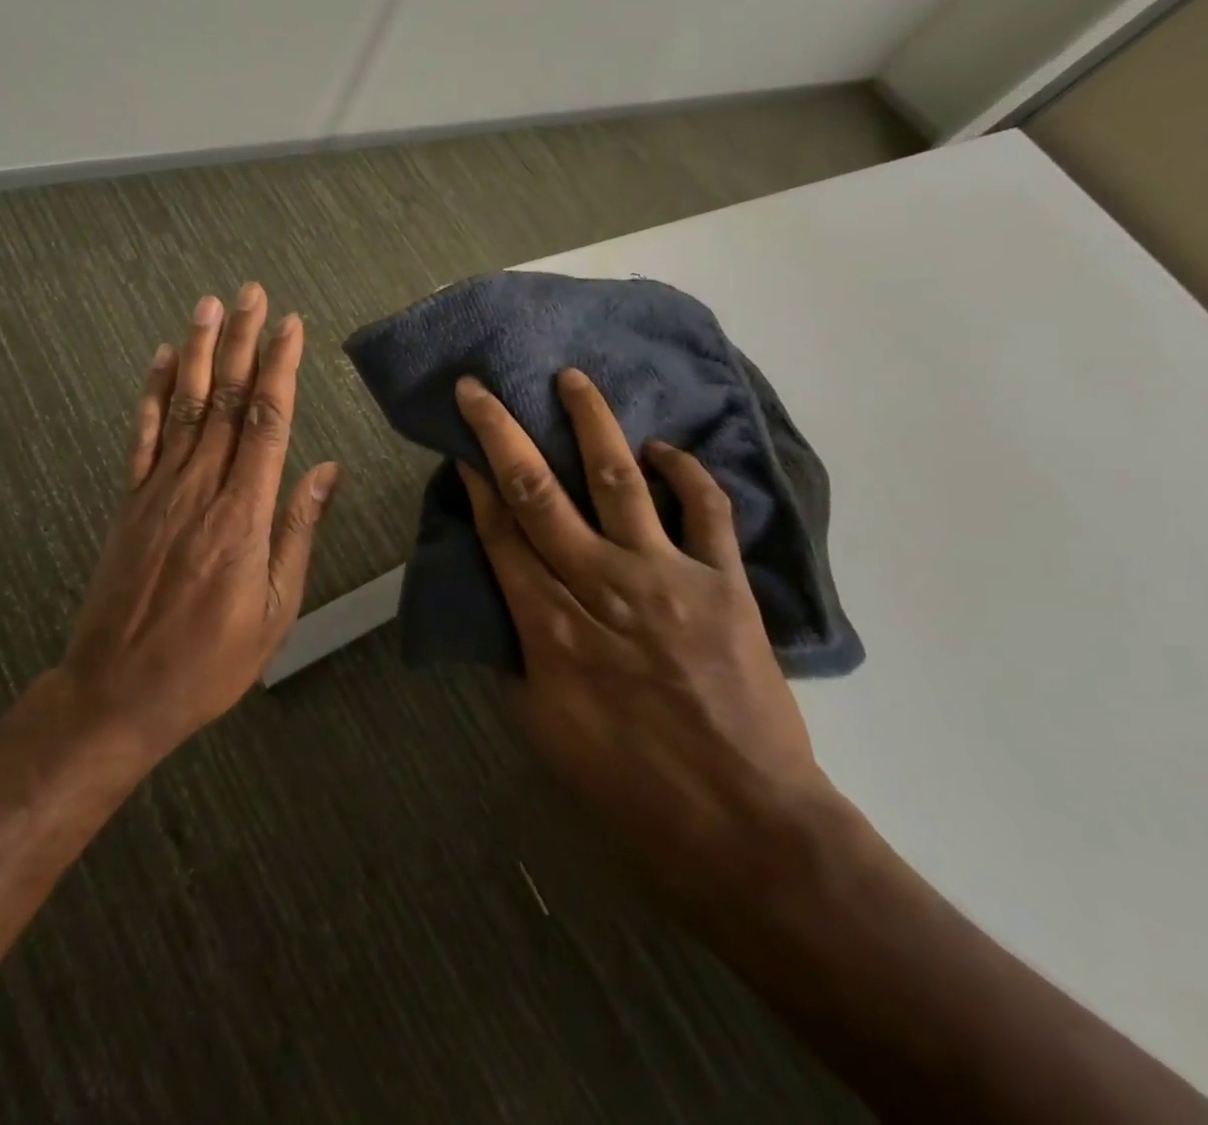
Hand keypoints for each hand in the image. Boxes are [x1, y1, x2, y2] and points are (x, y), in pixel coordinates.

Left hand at [57, 284, 340, 763]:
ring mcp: (159, 492)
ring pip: (186, 407)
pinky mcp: (130, 503)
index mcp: (243, 515)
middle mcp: (201, 489)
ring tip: (210, 306)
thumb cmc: (210, 661)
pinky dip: (154, 396)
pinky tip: (164, 362)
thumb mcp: (276, 610)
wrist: (117, 692)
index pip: (268, 423)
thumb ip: (297, 531)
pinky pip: (143, 438)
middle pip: (228, 401)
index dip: (281, 369)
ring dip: (200, 352)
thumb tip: (326, 470)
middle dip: (243, 343)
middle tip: (252, 294)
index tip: (292, 326)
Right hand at [454, 368, 841, 908]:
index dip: (476, 486)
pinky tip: (664, 448)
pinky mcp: (725, 584)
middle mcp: (602, 585)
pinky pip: (706, 511)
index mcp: (552, 627)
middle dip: (503, 434)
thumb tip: (503, 609)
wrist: (746, 828)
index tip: (460, 446)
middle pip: (539, 493)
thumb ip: (517, 660)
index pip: (501, 535)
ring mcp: (668, 577)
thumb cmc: (631, 789)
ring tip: (572, 379)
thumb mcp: (544, 732)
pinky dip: (687, 473)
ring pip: (619, 480)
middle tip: (480, 389)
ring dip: (592, 424)